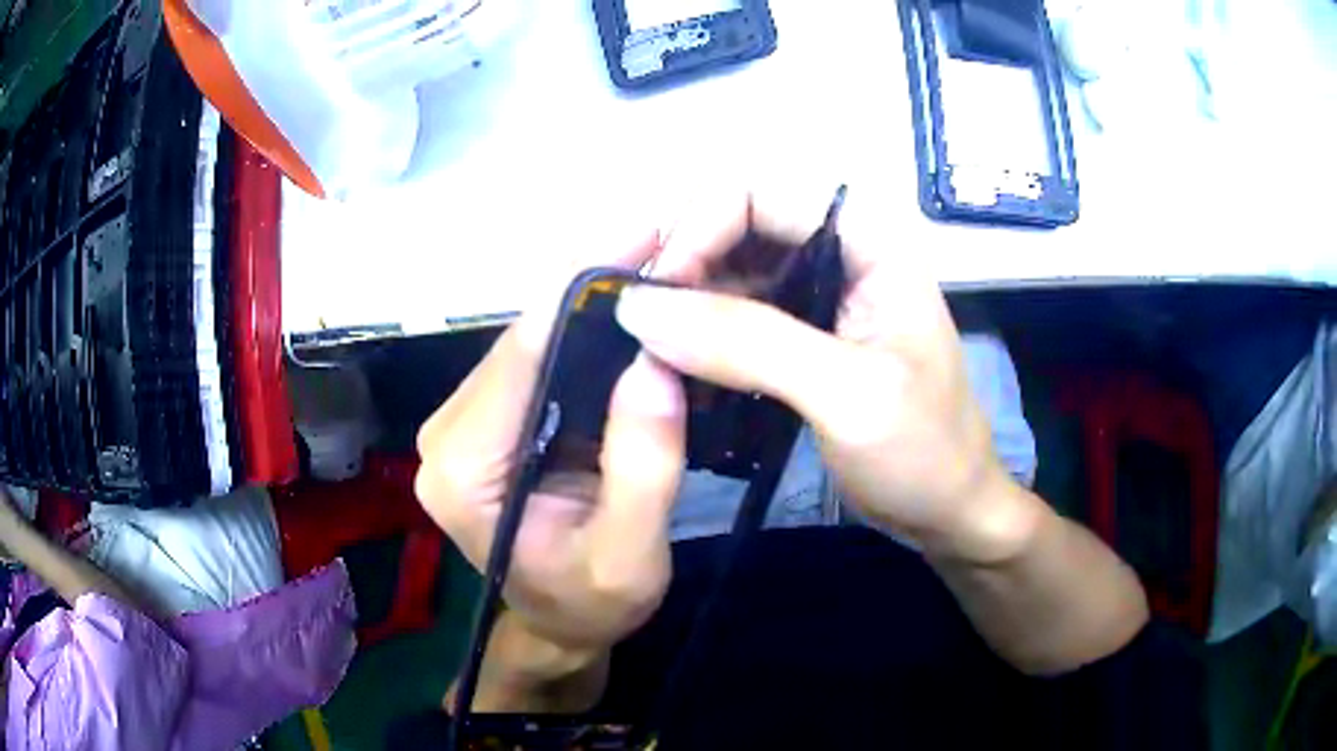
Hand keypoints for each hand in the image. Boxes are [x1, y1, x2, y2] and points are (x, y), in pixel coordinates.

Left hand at [415, 235, 687, 656]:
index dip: (581, 291)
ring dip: (592, 306)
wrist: (563, 624)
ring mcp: (466, 421)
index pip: (522, 358)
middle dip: (593, 290)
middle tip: (667, 244)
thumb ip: (644, 467)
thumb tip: (654, 360)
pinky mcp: (491, 418)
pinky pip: (541, 361)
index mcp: (462, 468)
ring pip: (534, 342)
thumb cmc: (592, 603)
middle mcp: (447, 432)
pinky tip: (631, 312)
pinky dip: (587, 335)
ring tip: (659, 268)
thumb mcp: (631, 555)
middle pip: (524, 340)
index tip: (644, 234)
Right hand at [615, 188, 1039, 563]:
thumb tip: (639, 308)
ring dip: (684, 303)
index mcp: (868, 242)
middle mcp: (838, 254)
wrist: (947, 511)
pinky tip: (672, 366)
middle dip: (682, 264)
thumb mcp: (847, 394)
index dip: (699, 228)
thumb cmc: (923, 451)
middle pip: (737, 225)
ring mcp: (818, 297)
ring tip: (647, 348)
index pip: (761, 195)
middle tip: (639, 323)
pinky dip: (698, 336)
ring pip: (730, 271)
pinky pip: (735, 318)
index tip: (658, 294)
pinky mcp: (800, 339)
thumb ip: (748, 344)